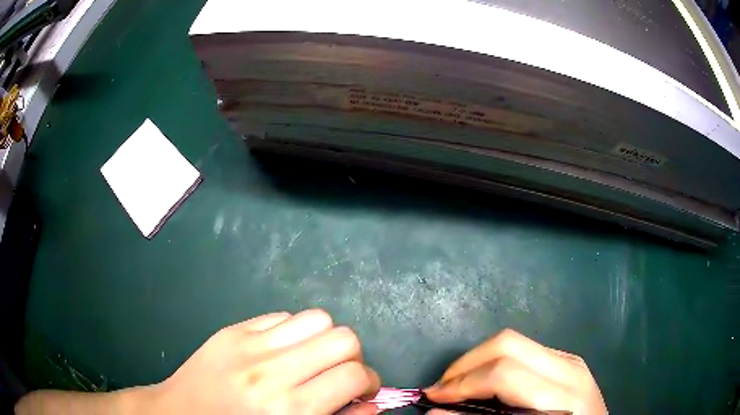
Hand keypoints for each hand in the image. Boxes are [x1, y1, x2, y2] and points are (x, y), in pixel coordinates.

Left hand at [146, 309, 380, 414]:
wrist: (181, 414)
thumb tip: (372, 403)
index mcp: (289, 408)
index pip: (354, 375)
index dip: (370, 381)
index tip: (364, 391)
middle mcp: (272, 371)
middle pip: (343, 338)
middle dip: (353, 357)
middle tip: (340, 374)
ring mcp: (248, 344)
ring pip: (316, 318)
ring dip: (326, 340)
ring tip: (314, 359)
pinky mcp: (233, 330)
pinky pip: (281, 316)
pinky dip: (294, 332)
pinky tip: (283, 351)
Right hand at [424, 329, 606, 414]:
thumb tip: (436, 411)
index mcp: (563, 396)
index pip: (505, 373)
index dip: (462, 383)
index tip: (432, 397)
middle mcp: (569, 369)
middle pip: (508, 344)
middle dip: (465, 364)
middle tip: (442, 388)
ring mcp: (571, 360)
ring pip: (515, 341)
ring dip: (478, 361)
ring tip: (459, 385)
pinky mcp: (567, 360)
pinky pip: (525, 351)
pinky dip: (496, 362)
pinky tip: (487, 383)